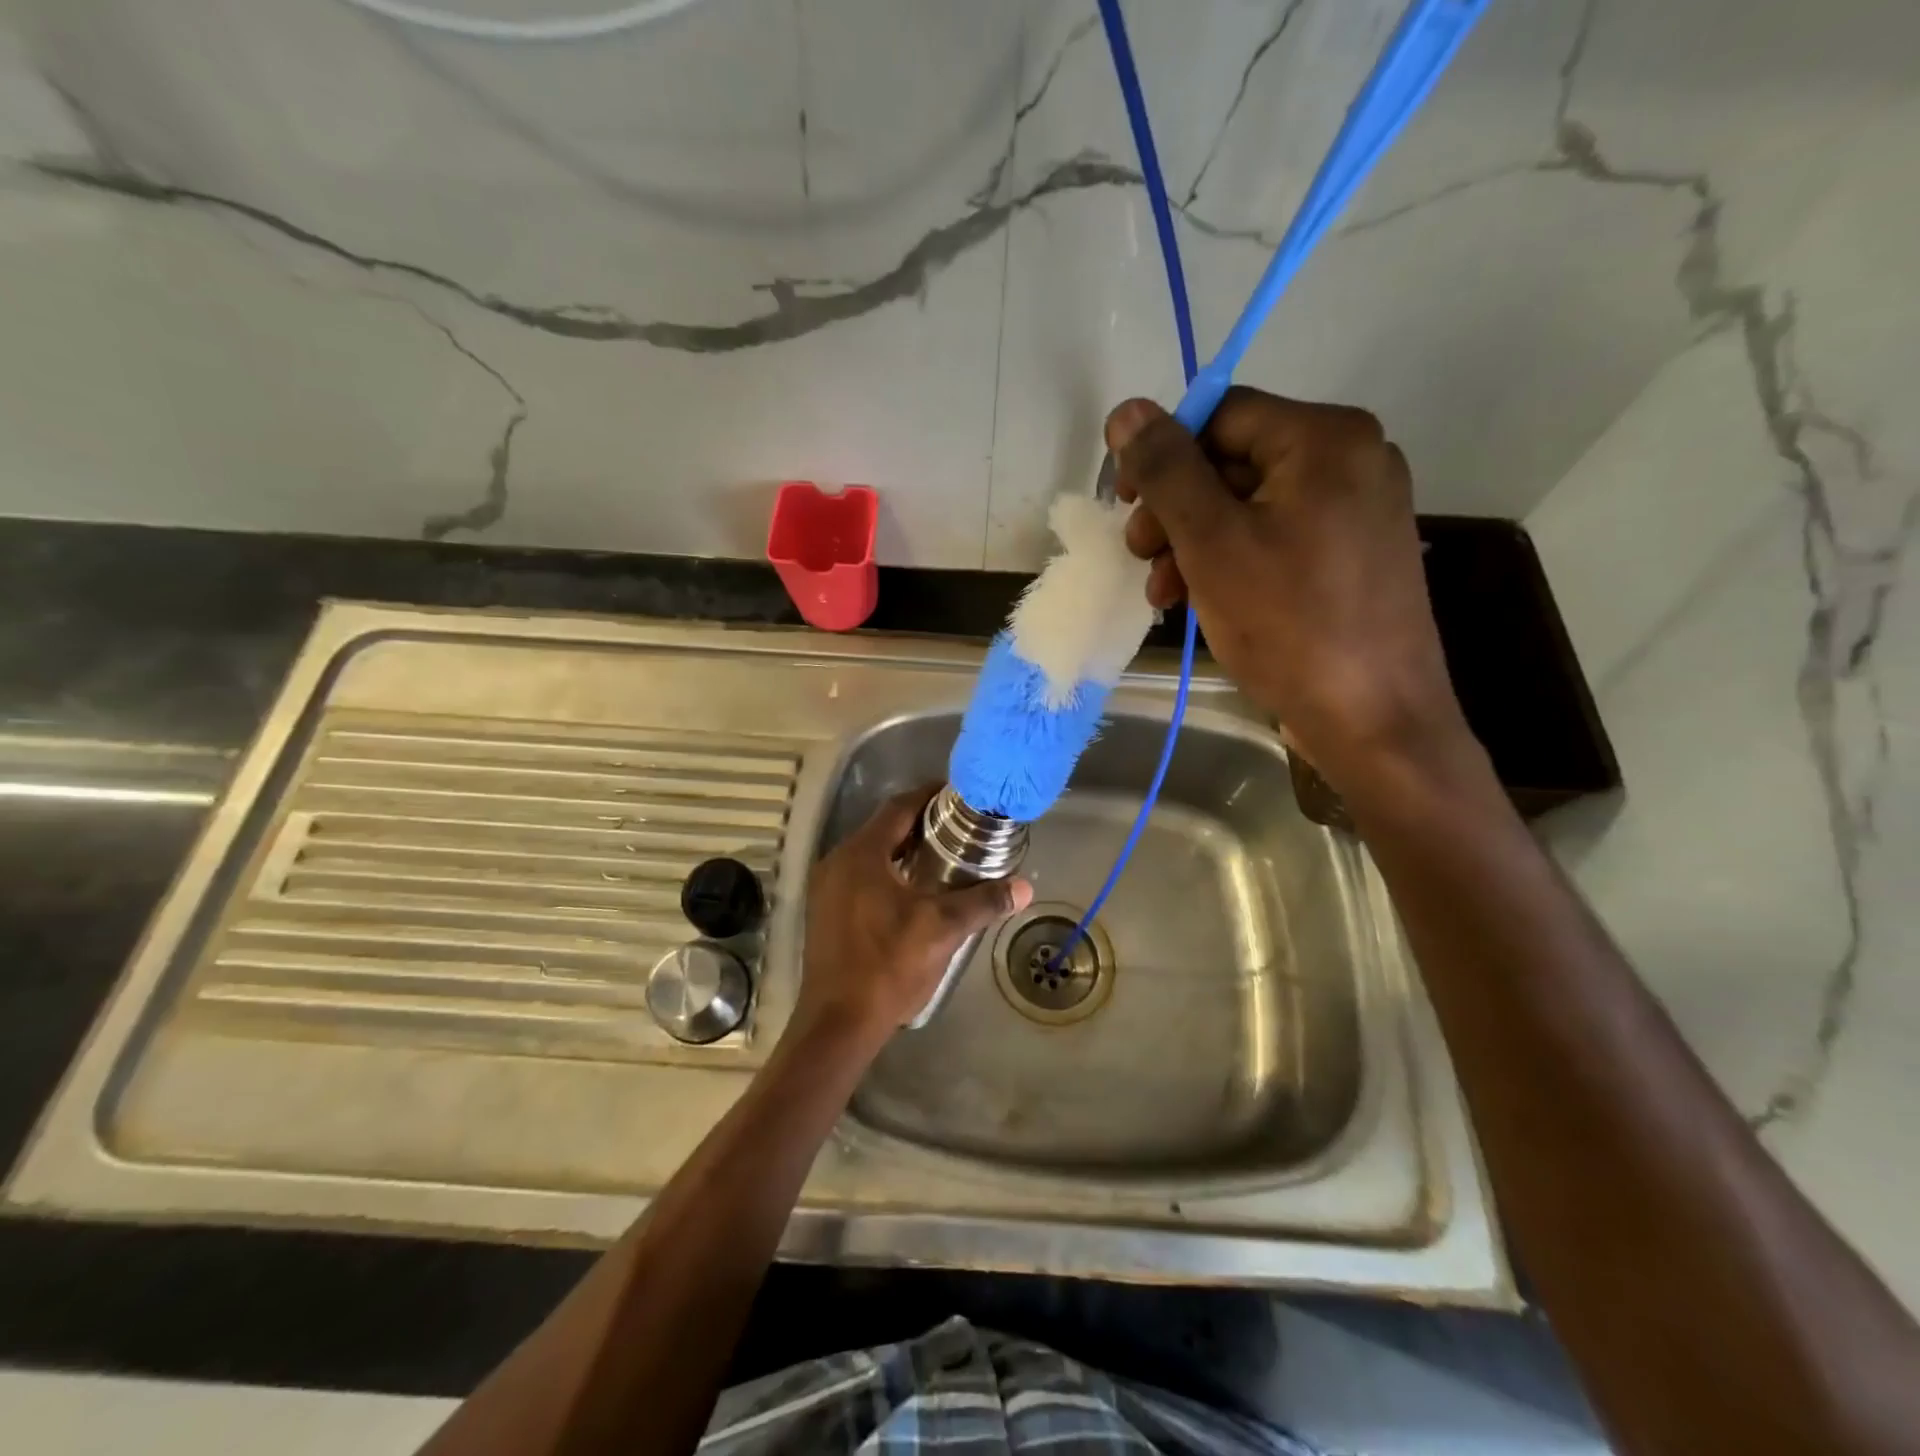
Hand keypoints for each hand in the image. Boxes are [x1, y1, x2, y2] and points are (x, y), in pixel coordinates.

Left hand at [799, 786, 1033, 1044]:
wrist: (838, 1024)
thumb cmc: (888, 966)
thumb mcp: (943, 929)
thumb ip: (983, 902)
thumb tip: (1024, 887)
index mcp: (861, 854)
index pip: (899, 807)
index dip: (930, 796)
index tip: (960, 795)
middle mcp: (838, 861)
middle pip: (884, 827)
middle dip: (922, 823)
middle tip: (961, 826)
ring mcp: (827, 888)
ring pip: (872, 852)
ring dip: (906, 848)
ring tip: (946, 854)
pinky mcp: (826, 911)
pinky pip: (862, 874)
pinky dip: (889, 870)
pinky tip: (916, 889)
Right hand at [1111, 388, 1472, 792]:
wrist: (1373, 719)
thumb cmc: (1288, 623)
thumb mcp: (1211, 542)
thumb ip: (1166, 471)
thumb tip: (1127, 410)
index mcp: (1326, 438)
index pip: (1221, 415)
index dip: (1162, 455)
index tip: (1124, 504)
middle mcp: (1351, 459)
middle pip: (1233, 460)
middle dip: (1175, 509)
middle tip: (1140, 556)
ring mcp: (1357, 510)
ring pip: (1248, 505)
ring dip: (1193, 542)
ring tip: (1163, 591)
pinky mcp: (1351, 556)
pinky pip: (1275, 538)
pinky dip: (1230, 561)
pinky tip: (1198, 599)